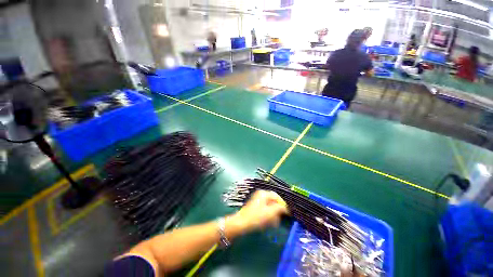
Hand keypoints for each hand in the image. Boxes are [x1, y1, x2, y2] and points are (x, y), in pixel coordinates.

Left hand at [230, 190, 287, 232]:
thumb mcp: (270, 212)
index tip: (287, 213)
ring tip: (274, 223)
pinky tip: (269, 223)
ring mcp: (258, 201)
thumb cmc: (256, 217)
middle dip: (277, 211)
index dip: (283, 204)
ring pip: (269, 207)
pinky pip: (265, 211)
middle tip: (279, 219)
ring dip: (273, 215)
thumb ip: (279, 208)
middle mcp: (261, 195)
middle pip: (273, 202)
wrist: (241, 224)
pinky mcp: (256, 208)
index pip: (276, 196)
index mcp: (264, 194)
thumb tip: (285, 208)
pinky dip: (268, 216)